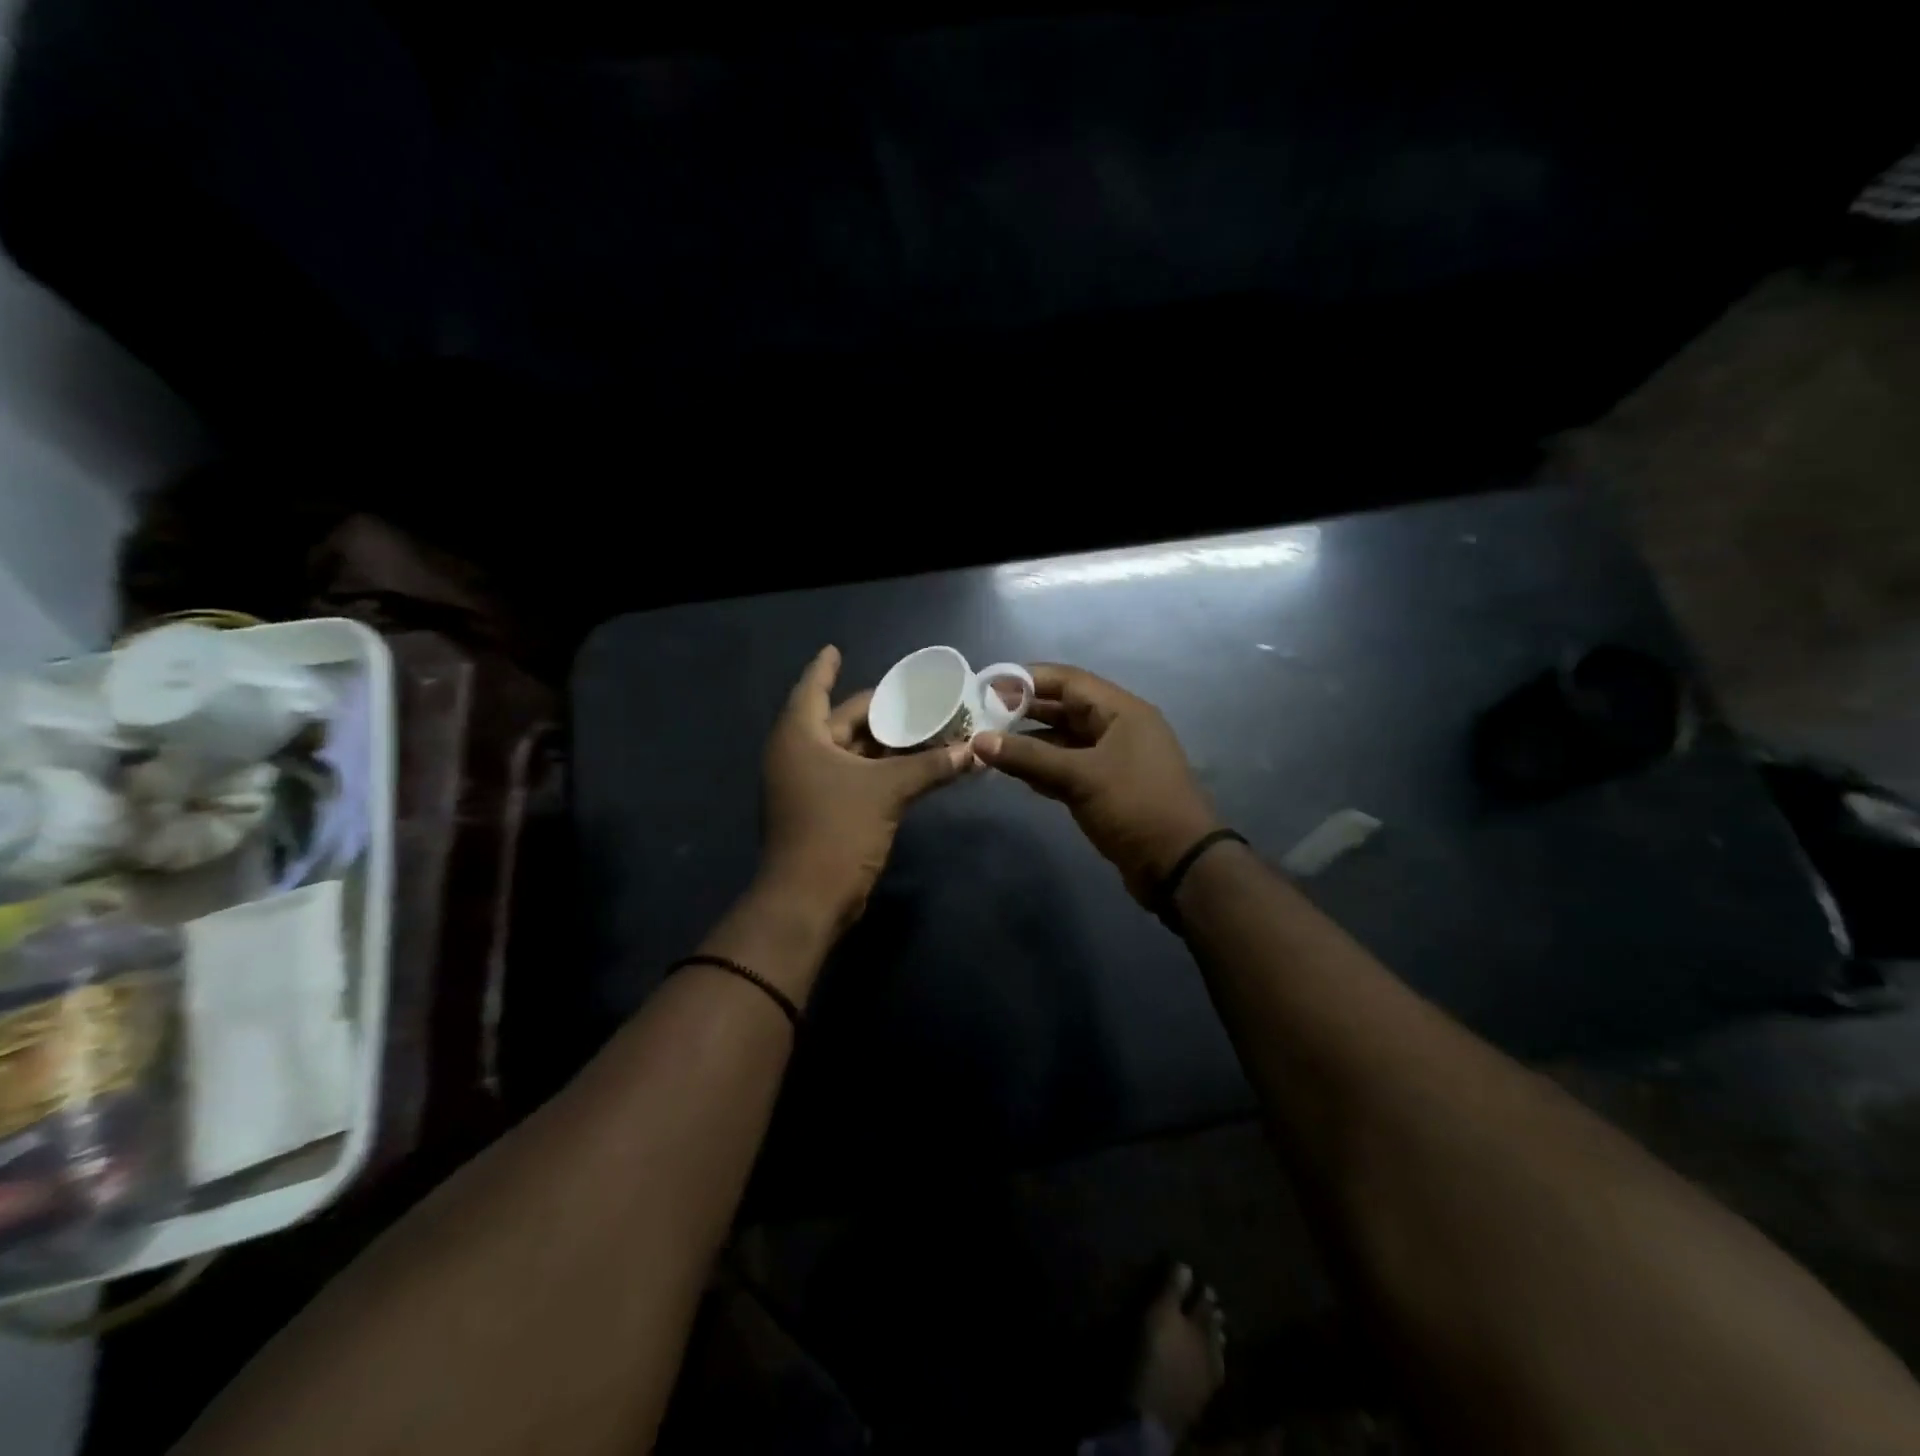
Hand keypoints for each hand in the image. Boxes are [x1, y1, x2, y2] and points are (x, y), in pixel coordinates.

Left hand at [759, 645, 971, 930]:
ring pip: (853, 751)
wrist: (809, 900)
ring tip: (925, 725)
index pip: (813, 689)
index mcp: (801, 737)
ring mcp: (811, 785)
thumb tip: (975, 751)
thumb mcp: (887, 791)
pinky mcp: (826, 810)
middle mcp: (800, 755)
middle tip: (916, 695)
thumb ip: (931, 766)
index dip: (825, 667)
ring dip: (886, 742)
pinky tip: (915, 763)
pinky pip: (857, 776)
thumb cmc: (837, 830)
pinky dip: (883, 768)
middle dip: (879, 710)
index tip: (836, 648)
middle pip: (842, 721)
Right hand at [973, 664, 1220, 903]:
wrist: (1178, 865)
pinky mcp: (1106, 789)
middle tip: (981, 716)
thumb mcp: (1080, 777)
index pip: (1068, 680)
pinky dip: (1042, 769)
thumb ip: (1028, 757)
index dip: (1028, 679)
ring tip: (989, 744)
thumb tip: (979, 741)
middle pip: (1064, 709)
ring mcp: (1113, 760)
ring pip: (1064, 742)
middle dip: (1024, 711)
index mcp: (1121, 711)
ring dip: (1030, 743)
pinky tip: (1013, 773)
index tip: (988, 684)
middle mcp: (1118, 728)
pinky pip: (1068, 768)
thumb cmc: (1135, 806)